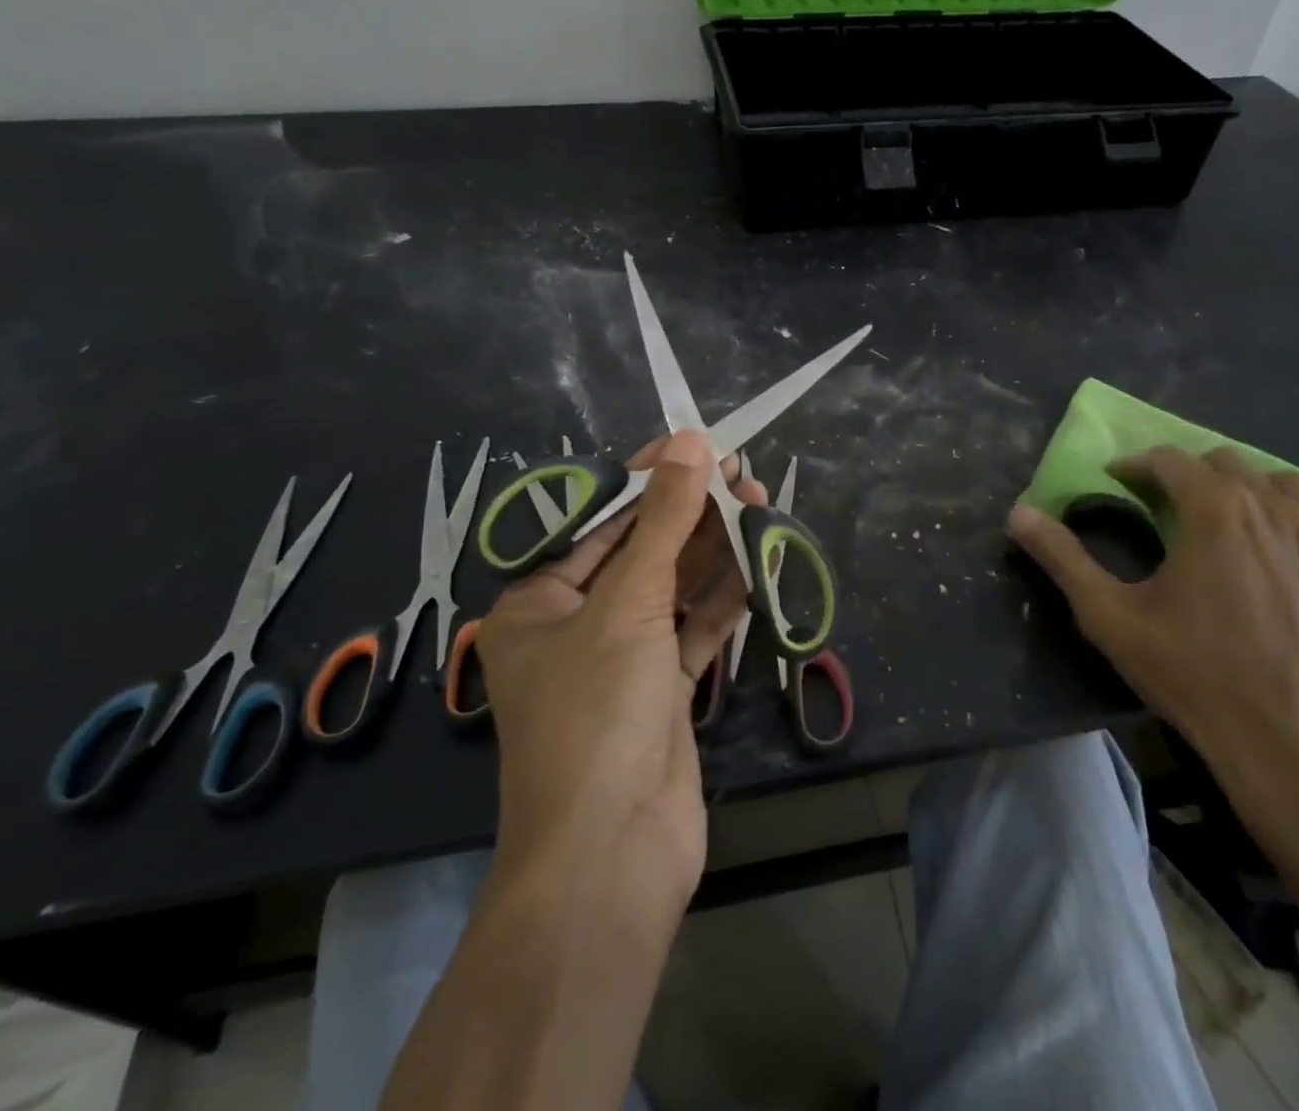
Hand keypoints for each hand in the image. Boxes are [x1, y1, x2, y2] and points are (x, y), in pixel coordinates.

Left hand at [474, 430, 765, 919]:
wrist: (611, 856)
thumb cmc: (596, 713)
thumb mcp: (628, 604)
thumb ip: (665, 522)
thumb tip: (691, 442)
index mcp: (539, 599)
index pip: (597, 519)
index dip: (648, 477)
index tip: (695, 444)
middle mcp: (576, 622)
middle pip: (641, 550)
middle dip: (690, 512)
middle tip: (742, 472)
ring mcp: (622, 658)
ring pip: (673, 587)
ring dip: (714, 548)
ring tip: (759, 502)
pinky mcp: (662, 688)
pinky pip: (694, 628)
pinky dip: (724, 597)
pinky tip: (757, 560)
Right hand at [1008, 446, 1298, 825]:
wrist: (1288, 741)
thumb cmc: (1191, 672)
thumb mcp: (1109, 616)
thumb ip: (1062, 557)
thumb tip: (1018, 513)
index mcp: (1214, 510)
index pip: (1169, 459)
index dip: (1135, 465)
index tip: (1116, 483)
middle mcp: (1271, 509)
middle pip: (1224, 461)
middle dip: (1185, 473)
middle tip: (1161, 506)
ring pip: (1277, 481)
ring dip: (1241, 488)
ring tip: (1219, 520)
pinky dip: (1286, 515)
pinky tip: (1269, 549)